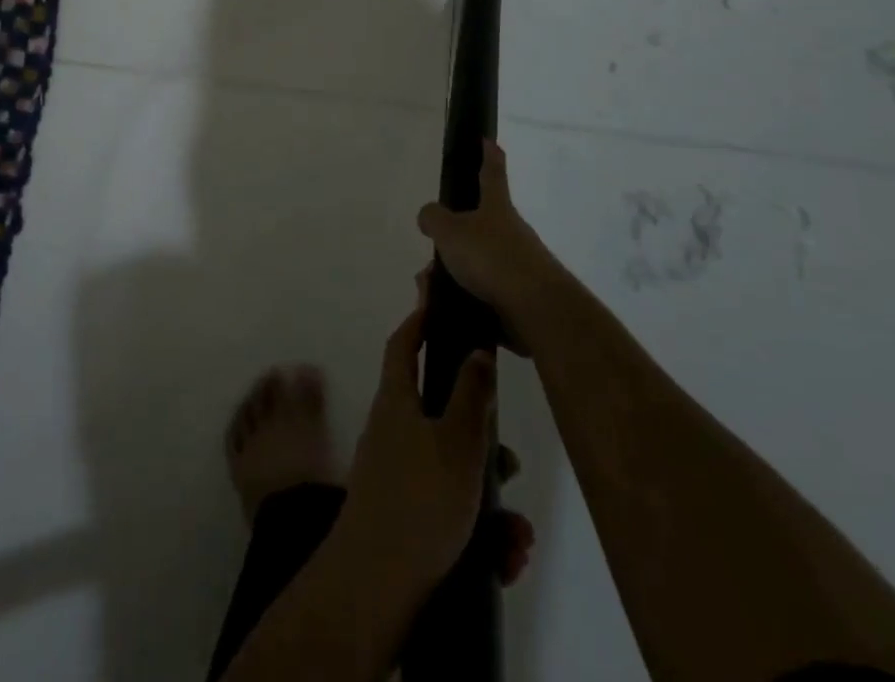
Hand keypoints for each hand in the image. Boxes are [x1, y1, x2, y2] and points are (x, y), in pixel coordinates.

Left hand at [337, 299, 496, 596]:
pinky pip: (447, 512)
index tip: (438, 308)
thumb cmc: (419, 499)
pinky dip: (478, 532)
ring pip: (451, 472)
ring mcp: (394, 476)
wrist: (375, 586)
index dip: (419, 322)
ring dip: (489, 500)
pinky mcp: (402, 518)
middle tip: (510, 462)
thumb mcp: (457, 442)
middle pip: (439, 416)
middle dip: (480, 439)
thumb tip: (476, 349)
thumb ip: (472, 395)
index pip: (403, 345)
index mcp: (396, 401)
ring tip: (518, 535)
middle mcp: (391, 432)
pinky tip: (505, 559)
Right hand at [417, 141, 565, 351]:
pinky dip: (464, 300)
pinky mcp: (522, 299)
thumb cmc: (491, 258)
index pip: (492, 174)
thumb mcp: (450, 232)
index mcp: (497, 208)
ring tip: (432, 292)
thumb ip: (434, 219)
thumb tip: (429, 215)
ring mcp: (521, 266)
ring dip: (455, 275)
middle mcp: (512, 232)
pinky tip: (447, 311)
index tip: (488, 140)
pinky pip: (485, 295)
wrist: (537, 310)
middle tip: (431, 257)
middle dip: (454, 240)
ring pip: (479, 264)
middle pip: (480, 227)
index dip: (488, 156)